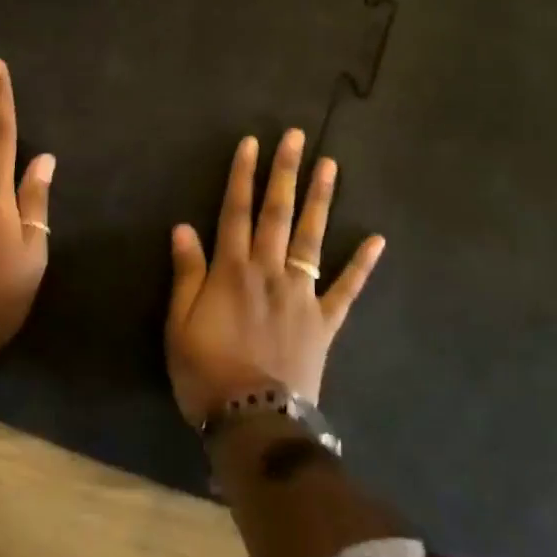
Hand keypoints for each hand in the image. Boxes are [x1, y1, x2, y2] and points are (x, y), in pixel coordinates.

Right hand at [165, 130, 384, 425]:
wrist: (254, 420)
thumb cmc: (206, 372)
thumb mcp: (179, 324)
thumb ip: (186, 274)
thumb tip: (183, 227)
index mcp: (232, 270)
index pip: (235, 211)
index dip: (243, 175)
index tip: (251, 143)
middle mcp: (269, 271)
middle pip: (277, 213)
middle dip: (285, 172)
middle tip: (296, 136)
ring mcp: (302, 294)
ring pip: (312, 238)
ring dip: (321, 199)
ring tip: (330, 165)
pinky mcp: (325, 320)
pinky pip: (346, 288)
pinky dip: (362, 264)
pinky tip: (377, 239)